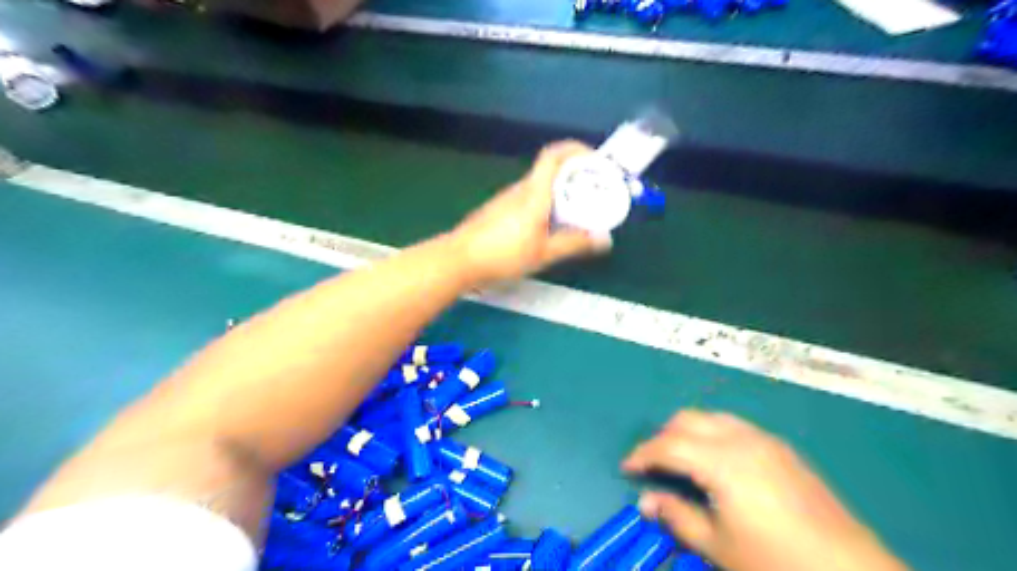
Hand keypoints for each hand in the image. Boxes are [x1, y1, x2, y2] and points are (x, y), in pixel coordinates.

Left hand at [450, 141, 610, 287]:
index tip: (594, 158)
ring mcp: (506, 199)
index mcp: (534, 192)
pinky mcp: (498, 211)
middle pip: (549, 170)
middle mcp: (519, 189)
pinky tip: (547, 226)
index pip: (553, 155)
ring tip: (574, 211)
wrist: (459, 260)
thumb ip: (574, 244)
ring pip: (538, 186)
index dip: (575, 149)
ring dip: (558, 191)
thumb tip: (604, 239)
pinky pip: (527, 198)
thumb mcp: (544, 253)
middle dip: (573, 175)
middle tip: (592, 192)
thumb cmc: (503, 254)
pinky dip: (544, 203)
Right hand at [624, 410, 908, 570]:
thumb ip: (677, 517)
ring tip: (681, 461)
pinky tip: (717, 464)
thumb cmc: (777, 562)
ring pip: (712, 418)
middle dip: (663, 437)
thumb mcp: (719, 546)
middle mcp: (741, 438)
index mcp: (722, 460)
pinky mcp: (782, 449)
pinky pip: (735, 427)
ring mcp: (765, 440)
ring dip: (688, 433)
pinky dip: (713, 435)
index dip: (642, 454)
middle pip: (688, 420)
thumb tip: (646, 501)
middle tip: (653, 465)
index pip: (668, 445)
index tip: (626, 468)